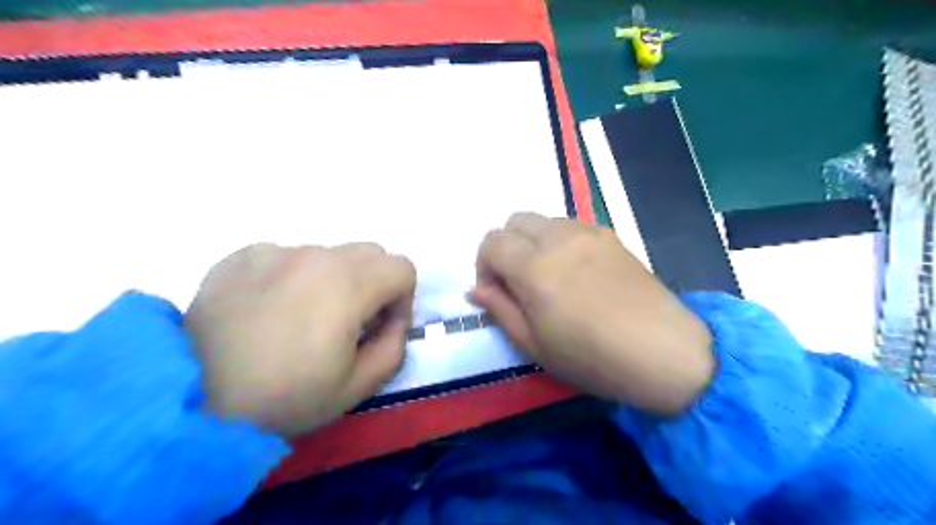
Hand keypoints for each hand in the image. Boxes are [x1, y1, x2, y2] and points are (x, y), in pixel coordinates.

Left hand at [184, 245, 414, 435]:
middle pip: (371, 253)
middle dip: (374, 284)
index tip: (378, 329)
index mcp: (348, 284)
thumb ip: (394, 347)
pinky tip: (269, 312)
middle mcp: (315, 256)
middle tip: (350, 322)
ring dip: (334, 280)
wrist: (190, 401)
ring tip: (304, 319)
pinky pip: (288, 257)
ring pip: (330, 254)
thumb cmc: (283, 398)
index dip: (401, 300)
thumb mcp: (357, 386)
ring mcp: (275, 251)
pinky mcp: (241, 256)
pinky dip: (294, 277)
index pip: (402, 268)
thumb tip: (391, 322)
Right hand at [473, 212, 713, 413]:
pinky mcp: (610, 236)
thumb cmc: (592, 357)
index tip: (496, 292)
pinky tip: (576, 273)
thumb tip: (476, 289)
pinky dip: (558, 241)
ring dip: (532, 242)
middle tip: (517, 282)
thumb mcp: (534, 344)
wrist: (663, 351)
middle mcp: (559, 238)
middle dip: (505, 247)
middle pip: (515, 221)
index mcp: (535, 267)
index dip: (484, 265)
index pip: (491, 242)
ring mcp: (588, 233)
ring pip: (543, 220)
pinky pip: (571, 227)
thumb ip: (500, 310)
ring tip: (548, 278)